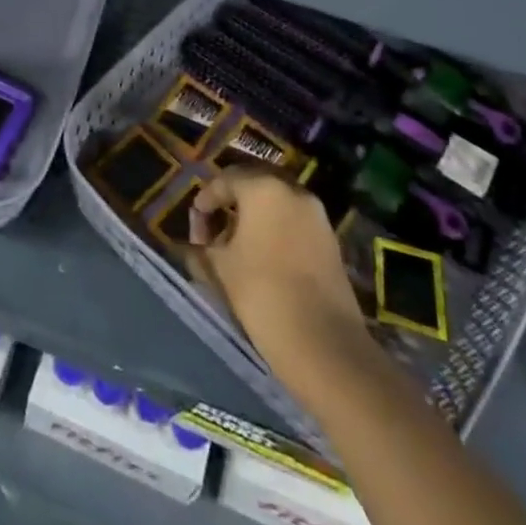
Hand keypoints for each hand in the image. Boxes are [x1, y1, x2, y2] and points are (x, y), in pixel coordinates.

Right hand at [187, 170, 374, 397]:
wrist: (324, 344)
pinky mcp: (330, 241)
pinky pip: (294, 222)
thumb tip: (195, 245)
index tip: (194, 227)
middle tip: (213, 230)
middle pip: (253, 186)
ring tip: (237, 247)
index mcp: (263, 188)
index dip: (205, 201)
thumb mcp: (220, 269)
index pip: (225, 180)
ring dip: (254, 217)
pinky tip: (263, 258)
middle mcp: (293, 191)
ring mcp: (317, 215)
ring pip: (276, 204)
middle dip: (230, 204)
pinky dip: (275, 230)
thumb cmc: (263, 294)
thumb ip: (202, 248)